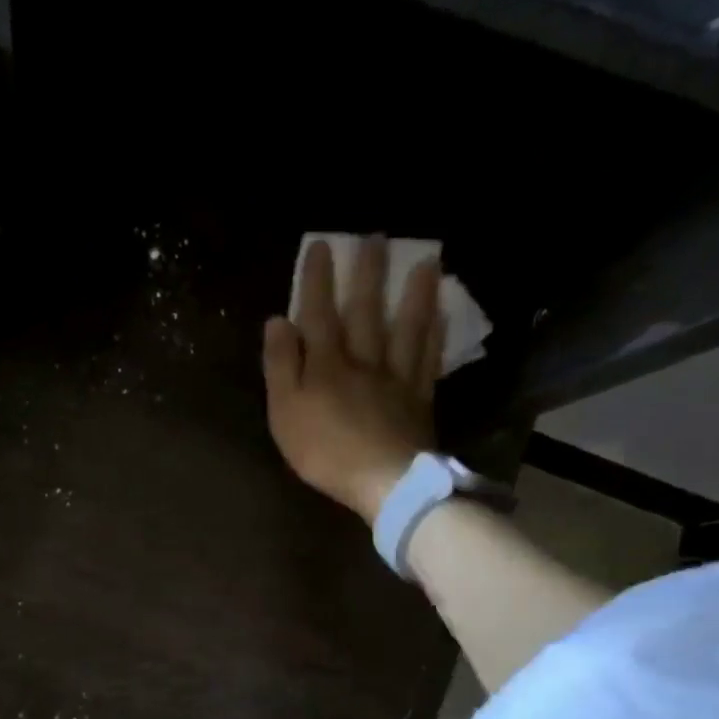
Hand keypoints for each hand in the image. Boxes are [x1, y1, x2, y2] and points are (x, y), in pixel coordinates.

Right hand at [262, 235, 444, 522]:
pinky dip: (434, 333)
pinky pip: (427, 358)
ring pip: (405, 327)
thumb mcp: (284, 411)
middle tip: (377, 237)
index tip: (322, 246)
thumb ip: (281, 365)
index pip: (319, 313)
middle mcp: (362, 361)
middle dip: (368, 273)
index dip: (318, 280)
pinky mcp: (419, 397)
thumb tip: (278, 321)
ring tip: (426, 260)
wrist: (384, 481)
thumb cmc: (323, 451)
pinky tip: (441, 314)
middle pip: (366, 311)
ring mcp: (395, 377)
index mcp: (325, 365)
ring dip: (414, 293)